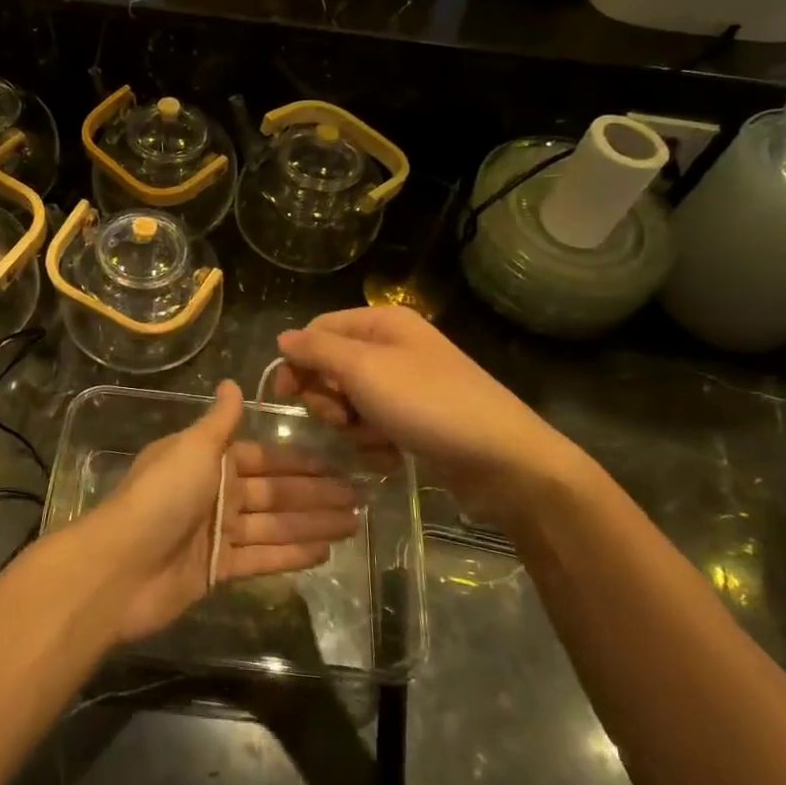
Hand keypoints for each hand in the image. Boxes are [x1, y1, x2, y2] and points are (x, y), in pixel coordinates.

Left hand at [76, 381, 361, 643]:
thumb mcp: (192, 448)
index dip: (301, 462)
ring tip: (354, 524)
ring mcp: (217, 534)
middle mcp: (215, 493)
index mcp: (209, 461)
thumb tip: (232, 382)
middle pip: (275, 493)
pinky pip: (262, 558)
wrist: (121, 566)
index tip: (338, 464)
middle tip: (360, 498)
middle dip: (317, 495)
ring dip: (313, 523)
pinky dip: (291, 554)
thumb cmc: (160, 497)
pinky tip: (324, 552)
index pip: (265, 458)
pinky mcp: (217, 570)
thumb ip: (218, 421)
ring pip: (274, 525)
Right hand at [274, 308, 602, 524]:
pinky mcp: (416, 421)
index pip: (318, 330)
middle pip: (331, 368)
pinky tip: (392, 456)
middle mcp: (393, 348)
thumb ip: (317, 351)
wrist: (502, 460)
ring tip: (376, 440)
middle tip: (341, 419)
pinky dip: (375, 444)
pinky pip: (374, 427)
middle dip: (328, 398)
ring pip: (350, 403)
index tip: (286, 395)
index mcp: (382, 324)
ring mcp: (406, 386)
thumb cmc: (428, 404)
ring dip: (353, 427)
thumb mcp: (364, 369)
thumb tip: (283, 338)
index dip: (298, 360)